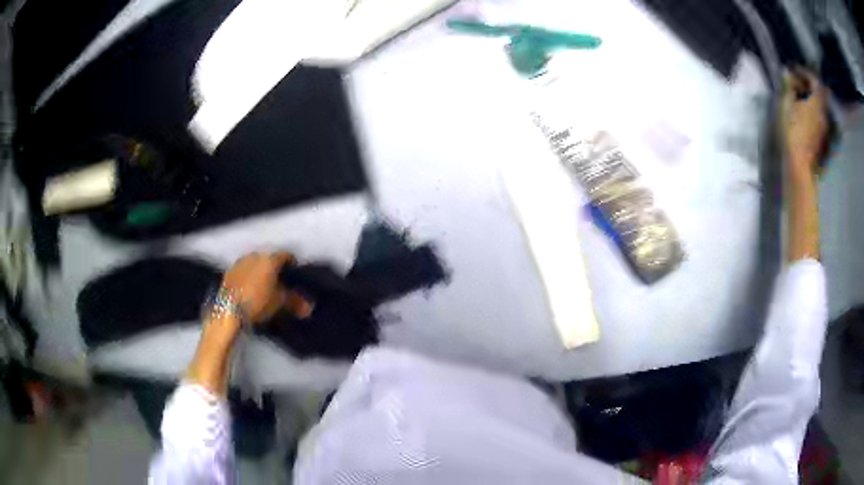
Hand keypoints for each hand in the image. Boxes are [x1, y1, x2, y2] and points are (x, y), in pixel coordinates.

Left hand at [221, 252, 294, 323]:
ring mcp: (240, 262)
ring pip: (255, 263)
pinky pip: (243, 270)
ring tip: (264, 284)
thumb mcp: (279, 303)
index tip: (295, 272)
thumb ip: (295, 302)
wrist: (229, 310)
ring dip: (260, 270)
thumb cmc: (258, 302)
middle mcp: (255, 256)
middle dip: (275, 267)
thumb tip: (309, 307)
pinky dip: (249, 276)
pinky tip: (250, 287)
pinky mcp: (229, 272)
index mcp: (270, 259)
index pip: (285, 255)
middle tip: (280, 280)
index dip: (292, 263)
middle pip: (269, 258)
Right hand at [780, 70, 827, 174]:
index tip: (794, 69)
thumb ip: (789, 86)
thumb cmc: (792, 132)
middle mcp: (823, 113)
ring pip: (820, 106)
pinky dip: (813, 111)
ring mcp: (824, 128)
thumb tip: (788, 74)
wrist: (799, 165)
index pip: (814, 80)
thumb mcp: (786, 104)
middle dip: (810, 86)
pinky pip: (820, 118)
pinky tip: (805, 114)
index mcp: (816, 102)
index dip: (804, 72)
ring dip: (812, 99)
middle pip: (820, 94)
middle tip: (798, 83)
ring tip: (801, 98)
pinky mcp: (822, 139)